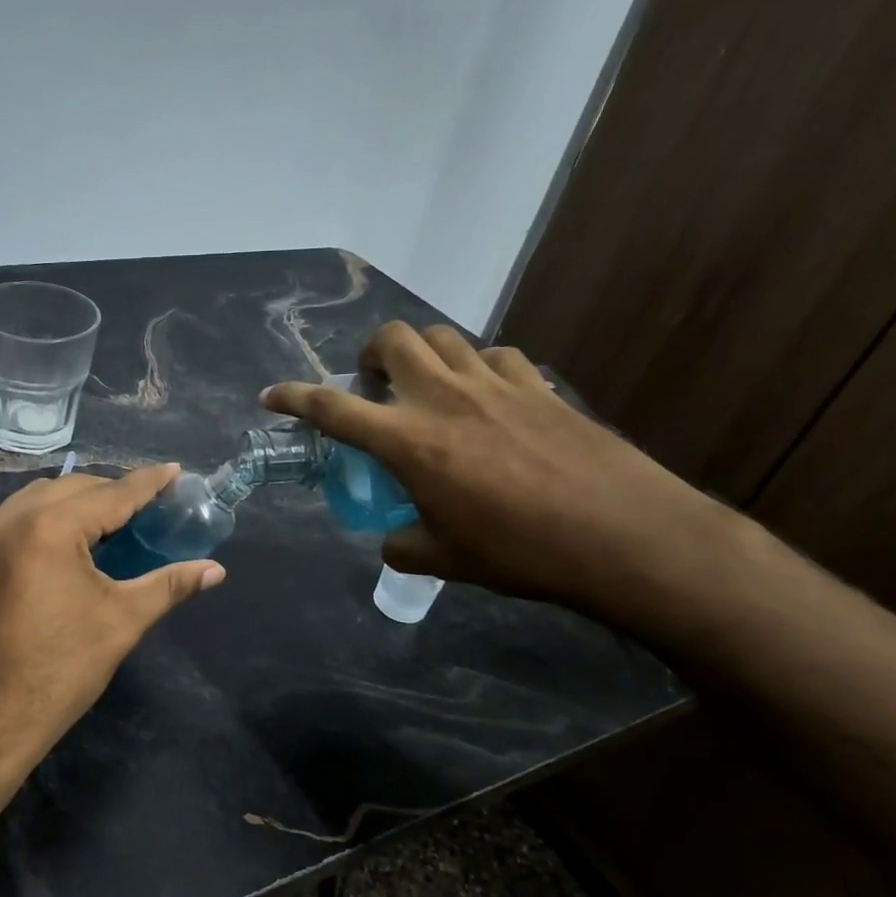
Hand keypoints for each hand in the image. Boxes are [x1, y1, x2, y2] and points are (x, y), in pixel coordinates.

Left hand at [0, 465, 224, 777]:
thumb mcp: (120, 622)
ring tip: (115, 522)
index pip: (111, 493)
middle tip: (151, 507)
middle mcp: (11, 518)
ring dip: (80, 502)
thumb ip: (169, 585)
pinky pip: (20, 518)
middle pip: (75, 488)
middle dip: (114, 492)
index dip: (148, 483)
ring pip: (42, 498)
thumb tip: (216, 570)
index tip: (176, 471)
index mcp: (49, 527)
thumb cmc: (57, 672)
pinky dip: (51, 518)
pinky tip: (72, 543)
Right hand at [262, 322, 736, 623]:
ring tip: (426, 387)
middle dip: (368, 355)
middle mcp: (444, 398)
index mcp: (409, 441)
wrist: (624, 537)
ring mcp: (495, 384)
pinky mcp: (539, 386)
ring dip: (421, 354)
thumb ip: (404, 544)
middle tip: (373, 387)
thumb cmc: (522, 552)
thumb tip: (391, 540)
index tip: (271, 396)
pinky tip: (487, 397)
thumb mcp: (447, 560)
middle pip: (391, 340)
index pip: (332, 408)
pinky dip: (477, 368)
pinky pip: (495, 356)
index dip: (294, 398)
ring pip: (442, 337)